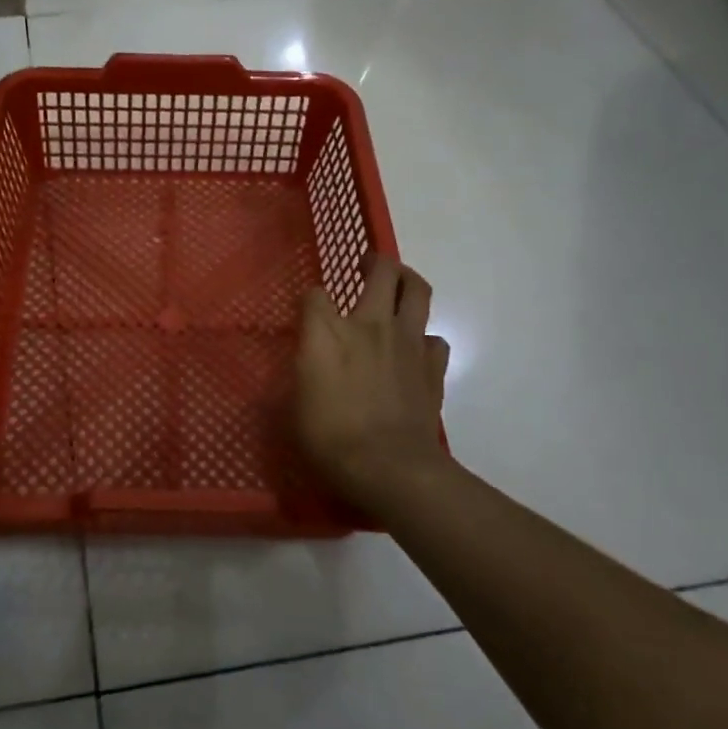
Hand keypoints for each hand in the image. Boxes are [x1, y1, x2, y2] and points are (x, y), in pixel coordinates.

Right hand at [296, 253, 451, 514]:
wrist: (389, 466)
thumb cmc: (329, 436)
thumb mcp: (292, 405)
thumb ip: (300, 373)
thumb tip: (304, 363)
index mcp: (327, 331)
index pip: (315, 294)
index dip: (311, 299)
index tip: (308, 311)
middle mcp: (369, 324)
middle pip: (382, 271)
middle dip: (375, 262)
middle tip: (367, 266)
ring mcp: (407, 342)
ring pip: (418, 291)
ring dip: (408, 282)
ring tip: (398, 288)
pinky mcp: (432, 366)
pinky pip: (434, 338)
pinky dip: (424, 339)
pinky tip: (414, 351)